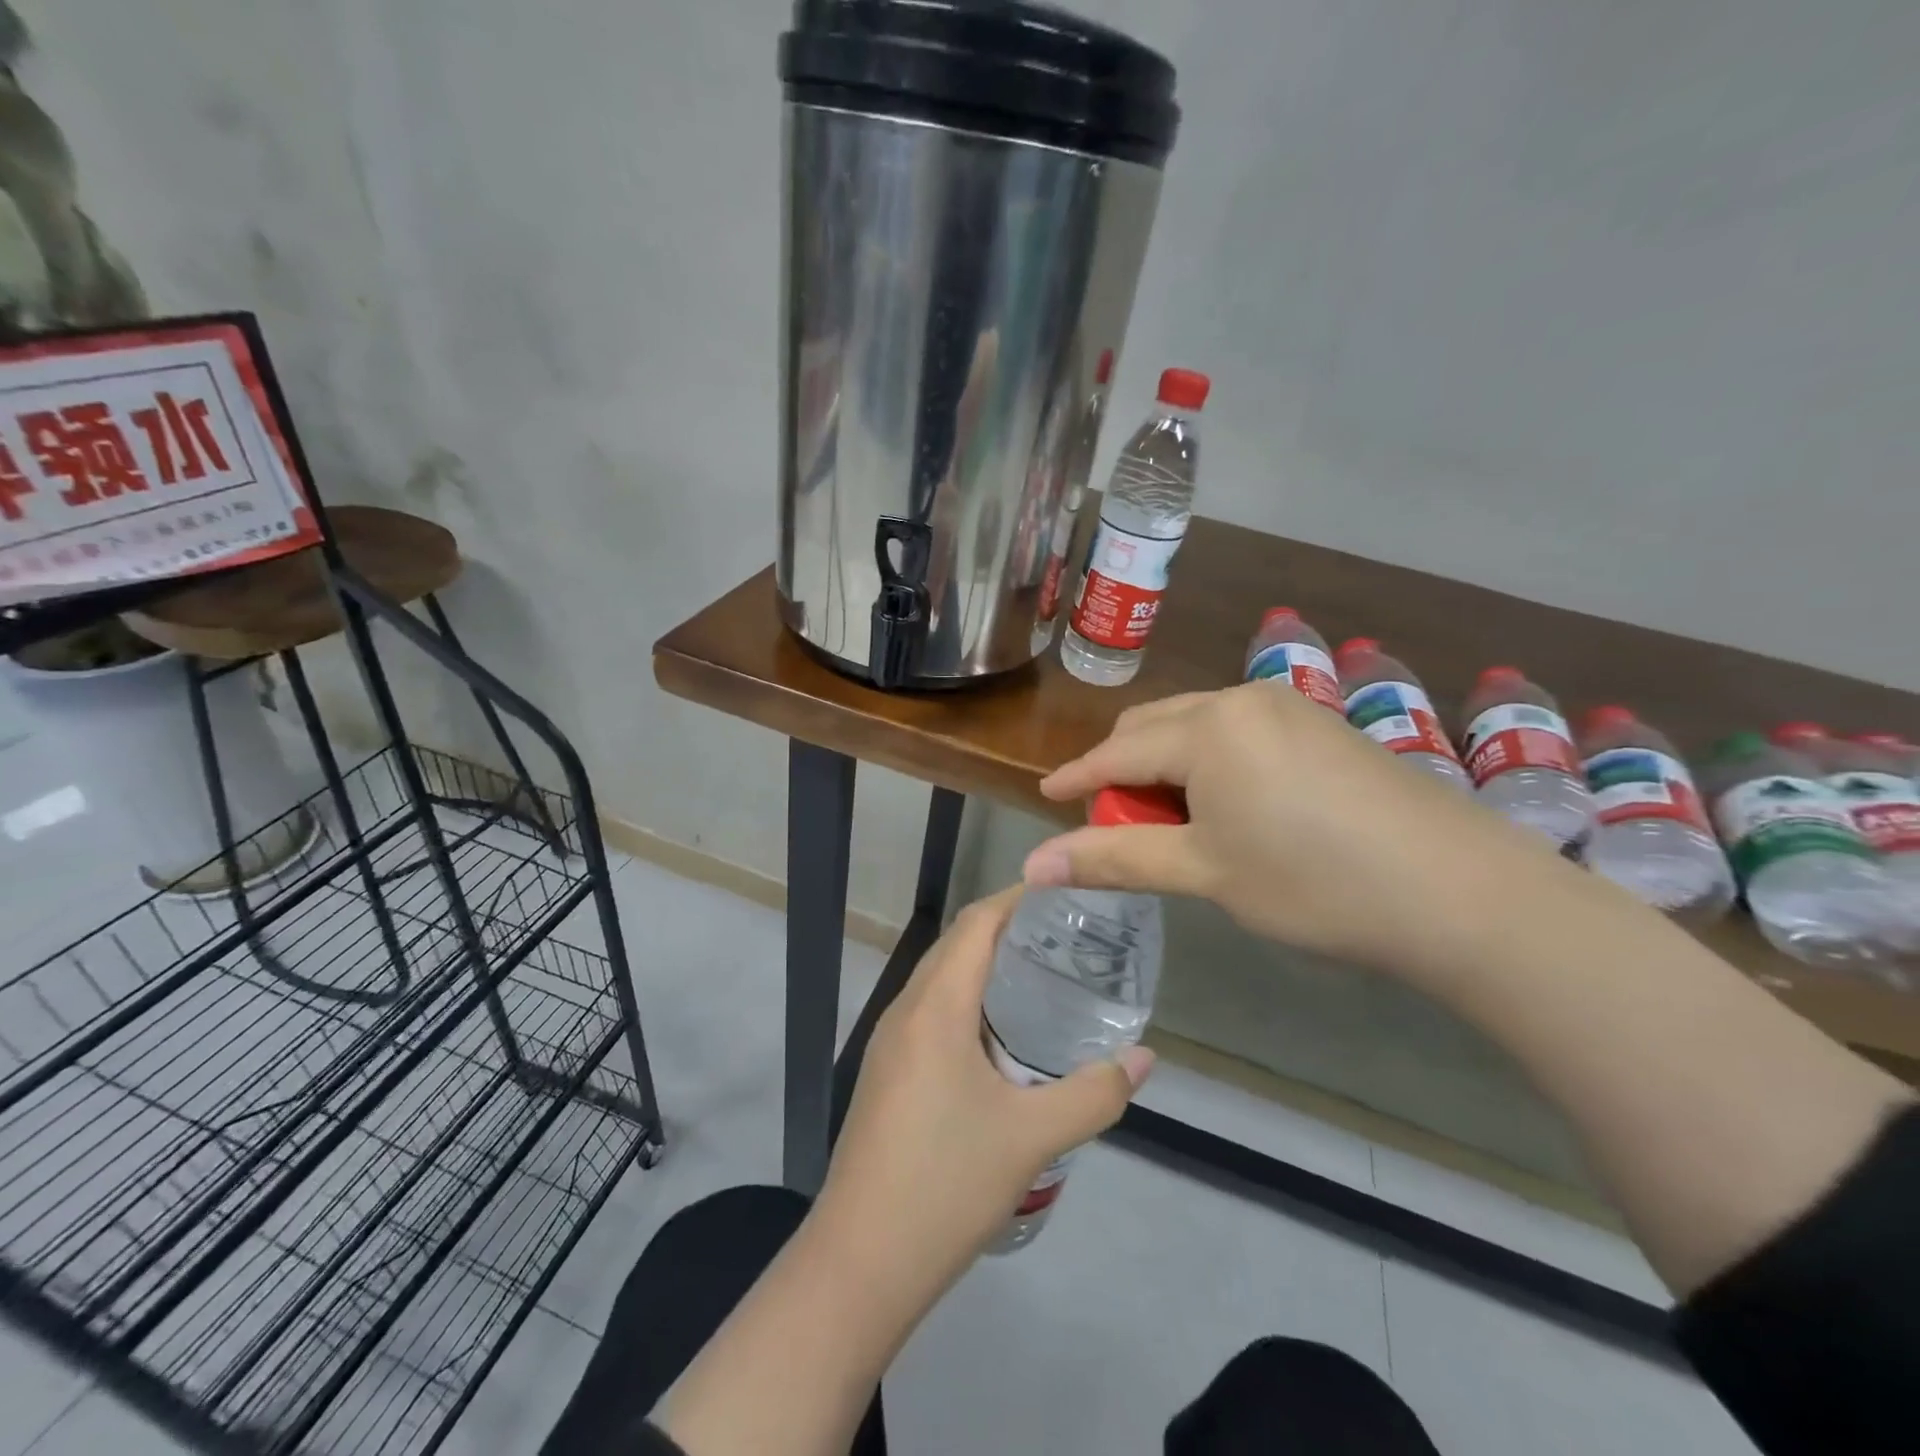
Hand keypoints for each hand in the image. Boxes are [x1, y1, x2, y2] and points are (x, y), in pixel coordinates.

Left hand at [815, 887, 1154, 1294]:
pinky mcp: (887, 1071)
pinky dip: (968, 1000)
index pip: (977, 923)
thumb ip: (1095, 1093)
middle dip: (1008, 928)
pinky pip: (931, 1010)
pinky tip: (1002, 1037)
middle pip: (957, 943)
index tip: (1065, 893)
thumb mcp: (1031, 1138)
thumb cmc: (946, 1185)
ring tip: (1042, 977)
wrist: (860, 1261)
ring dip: (985, 965)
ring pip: (941, 977)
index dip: (1017, 898)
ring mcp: (890, 1041)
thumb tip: (1145, 1058)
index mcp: (936, 1006)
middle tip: (1066, 936)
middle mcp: (906, 1009)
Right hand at [1025, 681, 1569, 978]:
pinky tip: (1229, 807)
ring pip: (1196, 727)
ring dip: (1168, 767)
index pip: (1117, 752)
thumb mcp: (1204, 872)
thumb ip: (1113, 859)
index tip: (1044, 798)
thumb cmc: (1313, 882)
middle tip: (1116, 825)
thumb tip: (1032, 867)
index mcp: (1207, 727)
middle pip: (1153, 728)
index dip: (1076, 778)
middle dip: (1124, 772)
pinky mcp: (1321, 725)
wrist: (1460, 892)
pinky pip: (1238, 732)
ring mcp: (1288, 707)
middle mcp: (1242, 700)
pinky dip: (1211, 764)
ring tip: (1173, 823)